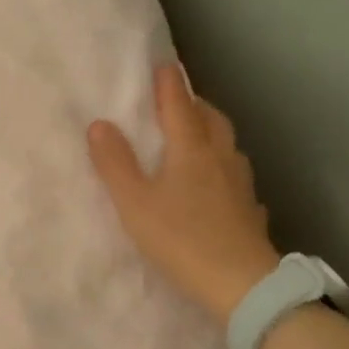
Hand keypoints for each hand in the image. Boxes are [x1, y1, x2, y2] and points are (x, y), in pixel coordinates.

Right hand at [87, 63, 280, 321]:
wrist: (241, 284)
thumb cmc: (181, 238)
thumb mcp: (134, 203)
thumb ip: (115, 163)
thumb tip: (99, 124)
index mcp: (191, 149)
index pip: (179, 106)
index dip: (169, 84)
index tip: (163, 63)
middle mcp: (220, 158)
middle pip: (210, 119)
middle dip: (194, 103)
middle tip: (178, 99)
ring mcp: (240, 184)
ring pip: (227, 144)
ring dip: (211, 131)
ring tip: (196, 135)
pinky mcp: (250, 210)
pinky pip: (236, 175)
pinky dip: (223, 166)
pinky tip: (218, 182)